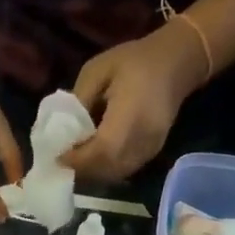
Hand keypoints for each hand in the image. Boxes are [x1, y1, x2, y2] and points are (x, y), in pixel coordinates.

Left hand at [62, 24, 208, 184]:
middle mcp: (142, 138)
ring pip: (116, 174)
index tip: (57, 157)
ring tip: (78, 160)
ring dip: (94, 172)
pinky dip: (107, 170)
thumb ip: (79, 101)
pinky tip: (96, 158)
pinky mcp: (153, 152)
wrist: (177, 61)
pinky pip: (126, 170)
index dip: (77, 159)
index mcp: (130, 115)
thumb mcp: (97, 71)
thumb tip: (62, 132)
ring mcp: (150, 149)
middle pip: (107, 169)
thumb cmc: (134, 61)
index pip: (100, 151)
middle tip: (64, 160)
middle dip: (82, 169)